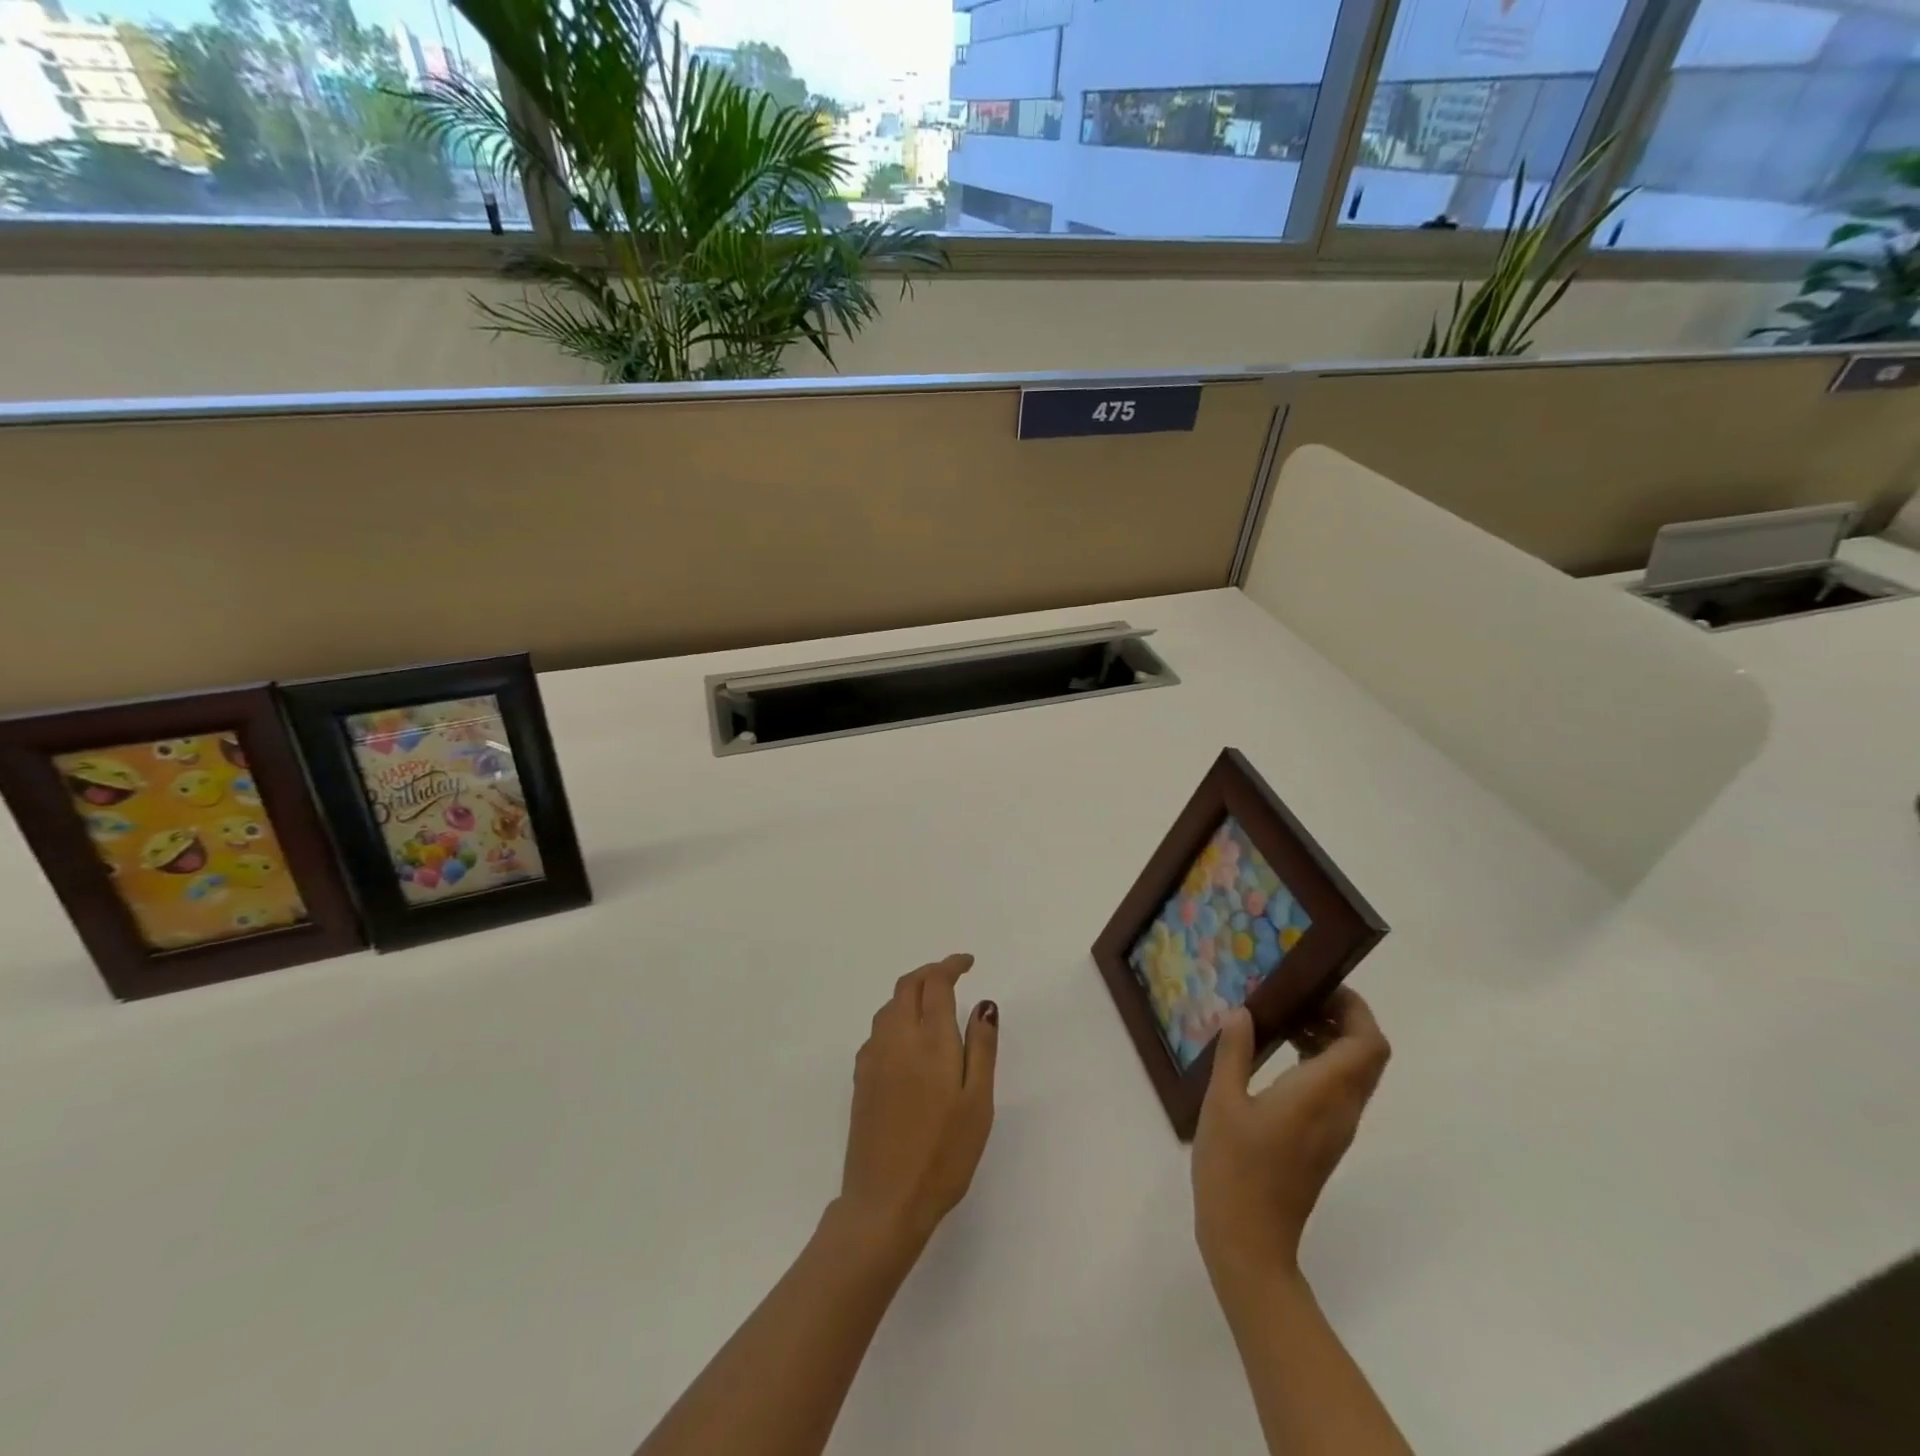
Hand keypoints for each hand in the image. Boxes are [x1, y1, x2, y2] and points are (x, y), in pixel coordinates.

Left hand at [836, 954, 998, 1263]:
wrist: (885, 1202)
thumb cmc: (943, 1154)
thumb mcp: (978, 1102)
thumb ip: (981, 1048)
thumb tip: (984, 1004)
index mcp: (929, 1040)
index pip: (935, 983)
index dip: (951, 965)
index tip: (968, 963)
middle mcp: (896, 1038)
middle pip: (907, 986)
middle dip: (929, 972)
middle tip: (952, 975)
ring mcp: (873, 1058)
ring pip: (889, 1006)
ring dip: (910, 993)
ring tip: (933, 1003)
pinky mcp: (861, 1079)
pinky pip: (878, 1030)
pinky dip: (896, 1017)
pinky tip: (908, 1040)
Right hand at [1192, 989, 1389, 1284]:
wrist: (1250, 1241)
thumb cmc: (1234, 1167)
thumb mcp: (1223, 1101)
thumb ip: (1235, 1052)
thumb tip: (1243, 1012)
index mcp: (1321, 1093)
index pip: (1367, 1043)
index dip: (1355, 1008)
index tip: (1319, 984)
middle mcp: (1341, 1109)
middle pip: (1368, 1054)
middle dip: (1343, 1017)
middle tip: (1298, 995)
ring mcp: (1336, 1129)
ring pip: (1355, 1072)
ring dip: (1331, 1039)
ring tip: (1284, 1019)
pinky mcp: (1324, 1141)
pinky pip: (1338, 1090)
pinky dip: (1320, 1062)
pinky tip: (1278, 1055)